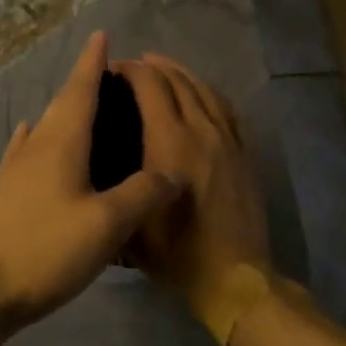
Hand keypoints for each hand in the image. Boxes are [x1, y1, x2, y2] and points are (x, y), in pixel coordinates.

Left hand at [0, 32, 178, 331]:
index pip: (80, 90)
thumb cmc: (46, 249)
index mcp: (61, 143)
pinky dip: (37, 134)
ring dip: (64, 108)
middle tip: (106, 70)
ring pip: (46, 126)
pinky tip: (31, 133)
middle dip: (82, 82)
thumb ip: (142, 194)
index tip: (101, 34)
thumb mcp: (106, 225)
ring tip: (84, 104)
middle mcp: (37, 146)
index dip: (92, 62)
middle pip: (62, 103)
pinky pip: (27, 148)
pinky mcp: (6, 191)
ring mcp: (17, 168)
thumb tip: (174, 171)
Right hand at [114, 54, 271, 322]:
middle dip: (151, 66)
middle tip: (131, 68)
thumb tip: (101, 154)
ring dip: (180, 73)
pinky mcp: (244, 152)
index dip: (129, 70)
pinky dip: (208, 91)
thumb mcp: (129, 219)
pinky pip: (227, 108)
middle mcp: (199, 129)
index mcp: (169, 141)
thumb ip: (116, 181)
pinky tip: (199, 92)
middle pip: (175, 80)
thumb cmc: (175, 253)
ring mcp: (227, 139)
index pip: (149, 85)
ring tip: (162, 68)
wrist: (234, 279)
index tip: (111, 71)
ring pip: (203, 89)